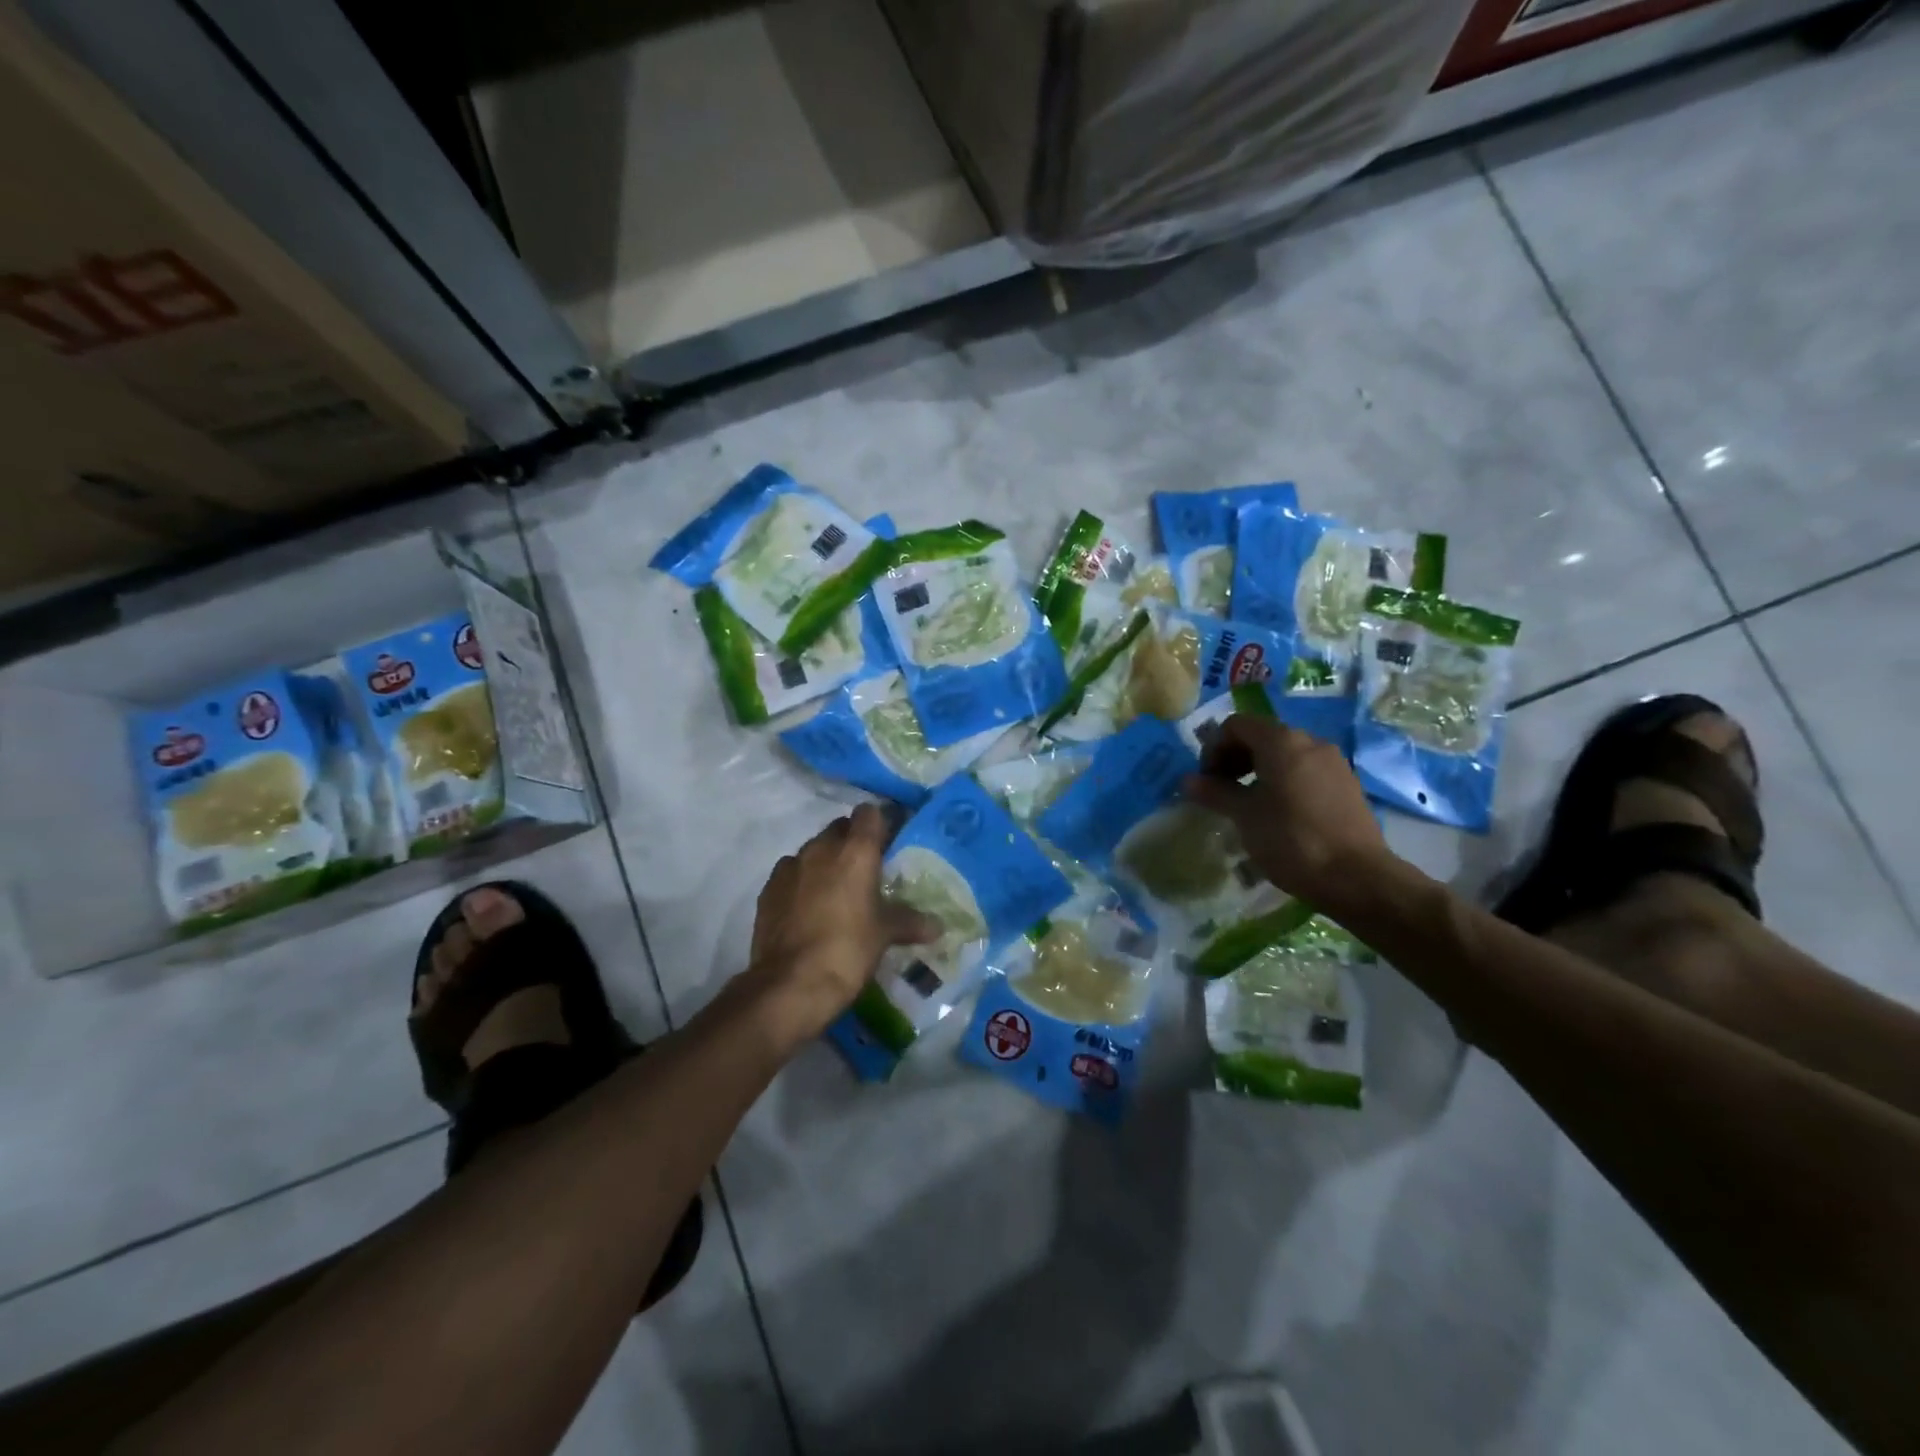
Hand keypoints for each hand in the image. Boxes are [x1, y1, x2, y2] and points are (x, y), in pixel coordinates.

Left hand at [745, 803, 939, 1039]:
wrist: (791, 984)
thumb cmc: (848, 949)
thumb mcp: (885, 934)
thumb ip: (910, 922)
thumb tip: (938, 926)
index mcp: (856, 851)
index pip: (869, 813)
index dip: (880, 823)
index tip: (889, 842)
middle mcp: (821, 848)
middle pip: (840, 828)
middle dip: (853, 841)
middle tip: (867, 869)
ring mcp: (790, 866)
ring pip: (813, 849)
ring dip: (826, 861)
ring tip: (837, 891)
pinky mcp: (768, 888)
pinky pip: (791, 873)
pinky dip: (802, 881)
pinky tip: (809, 908)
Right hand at [1184, 715, 1391, 907]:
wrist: (1356, 877)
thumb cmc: (1291, 840)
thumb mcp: (1244, 816)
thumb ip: (1214, 792)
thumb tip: (1188, 781)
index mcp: (1282, 741)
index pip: (1236, 725)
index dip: (1213, 747)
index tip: (1207, 780)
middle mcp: (1310, 742)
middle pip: (1262, 735)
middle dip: (1235, 758)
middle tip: (1221, 790)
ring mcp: (1333, 762)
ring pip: (1285, 754)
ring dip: (1258, 770)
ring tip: (1248, 803)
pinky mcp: (1347, 785)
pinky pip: (1305, 770)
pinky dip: (1283, 781)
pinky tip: (1278, 813)